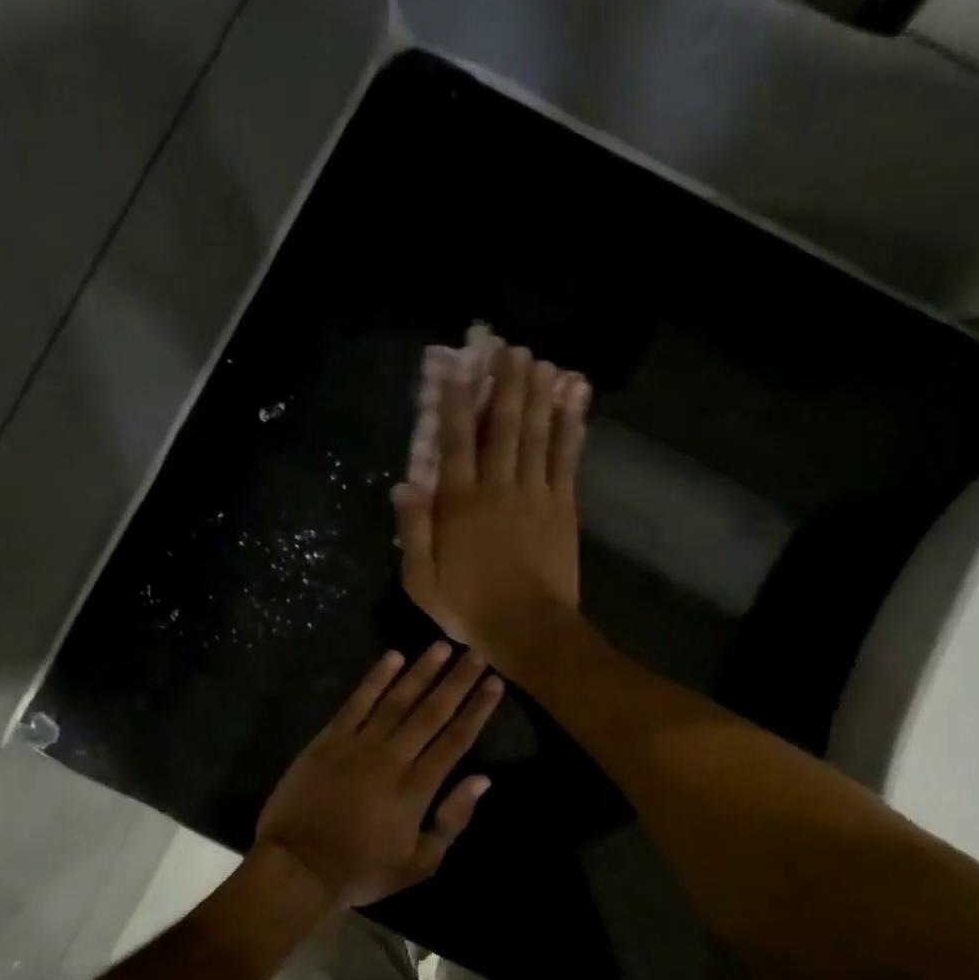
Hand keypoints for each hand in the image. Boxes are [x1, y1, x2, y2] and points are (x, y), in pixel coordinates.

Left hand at [254, 644, 502, 909]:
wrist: (296, 867)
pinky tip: (392, 656)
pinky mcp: (329, 739)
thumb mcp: (418, 864)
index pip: (456, 739)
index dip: (477, 709)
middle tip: (477, 653)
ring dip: (422, 671)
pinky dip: (375, 678)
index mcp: (418, 788)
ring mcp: (359, 744)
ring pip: (398, 699)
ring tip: (442, 646)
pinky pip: (356, 702)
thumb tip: (482, 780)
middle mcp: (393, 757)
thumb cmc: (360, 870)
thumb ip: (452, 821)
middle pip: (432, 712)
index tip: (494, 682)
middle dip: (457, 681)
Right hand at [394, 335, 590, 668]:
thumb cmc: (470, 608)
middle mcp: (498, 488)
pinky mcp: (563, 507)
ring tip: (542, 363)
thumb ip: (413, 530)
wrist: (529, 629)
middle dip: (506, 386)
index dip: (455, 404)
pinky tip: (574, 403)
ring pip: (536, 435)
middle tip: (512, 350)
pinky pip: (566, 460)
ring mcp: (535, 494)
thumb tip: (405, 484)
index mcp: (460, 505)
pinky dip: (571, 429)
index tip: (457, 371)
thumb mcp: (422, 580)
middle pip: (501, 428)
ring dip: (539, 396)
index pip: (454, 444)